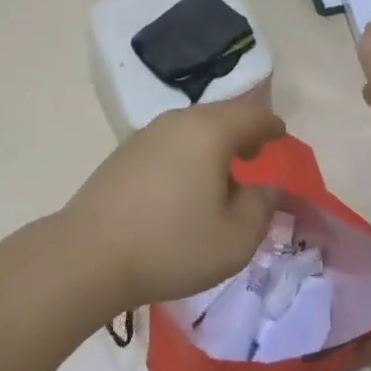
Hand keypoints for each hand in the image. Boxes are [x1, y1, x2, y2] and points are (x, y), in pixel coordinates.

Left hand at [59, 91, 284, 316]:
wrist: (90, 254)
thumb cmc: (172, 245)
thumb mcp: (234, 239)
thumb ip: (260, 208)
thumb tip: (266, 188)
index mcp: (210, 131)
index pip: (251, 116)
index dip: (270, 125)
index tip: (281, 133)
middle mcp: (178, 121)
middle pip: (220, 116)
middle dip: (241, 131)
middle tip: (254, 153)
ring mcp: (147, 134)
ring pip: (192, 128)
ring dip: (213, 144)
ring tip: (221, 174)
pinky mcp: (125, 153)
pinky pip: (170, 142)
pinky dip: (188, 154)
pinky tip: (185, 185)